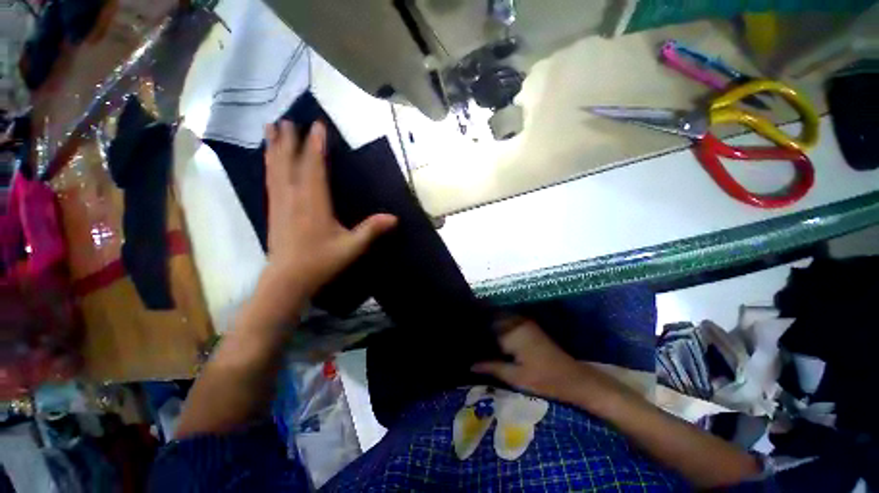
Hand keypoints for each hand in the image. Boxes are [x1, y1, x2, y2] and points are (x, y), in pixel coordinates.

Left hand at [262, 121, 396, 299]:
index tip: (318, 125)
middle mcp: (293, 197)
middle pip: (290, 162)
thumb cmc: (321, 261)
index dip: (317, 145)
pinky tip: (268, 159)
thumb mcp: (351, 247)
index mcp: (313, 202)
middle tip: (288, 119)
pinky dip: (269, 164)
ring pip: (275, 168)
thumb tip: (395, 217)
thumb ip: (371, 230)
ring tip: (271, 128)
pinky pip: (270, 180)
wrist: (287, 279)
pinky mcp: (273, 210)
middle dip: (290, 140)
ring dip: (274, 147)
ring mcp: (279, 202)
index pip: (315, 167)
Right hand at [472, 317, 619, 405]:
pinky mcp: (529, 326)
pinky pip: (508, 320)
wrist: (573, 378)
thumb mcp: (515, 377)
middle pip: (493, 315)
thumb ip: (492, 367)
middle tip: (466, 328)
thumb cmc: (544, 379)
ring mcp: (525, 322)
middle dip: (480, 319)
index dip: (474, 323)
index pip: (487, 322)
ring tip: (475, 328)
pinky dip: (499, 324)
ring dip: (489, 320)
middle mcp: (518, 322)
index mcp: (513, 332)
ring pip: (500, 316)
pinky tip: (492, 333)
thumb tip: (469, 365)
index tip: (462, 326)